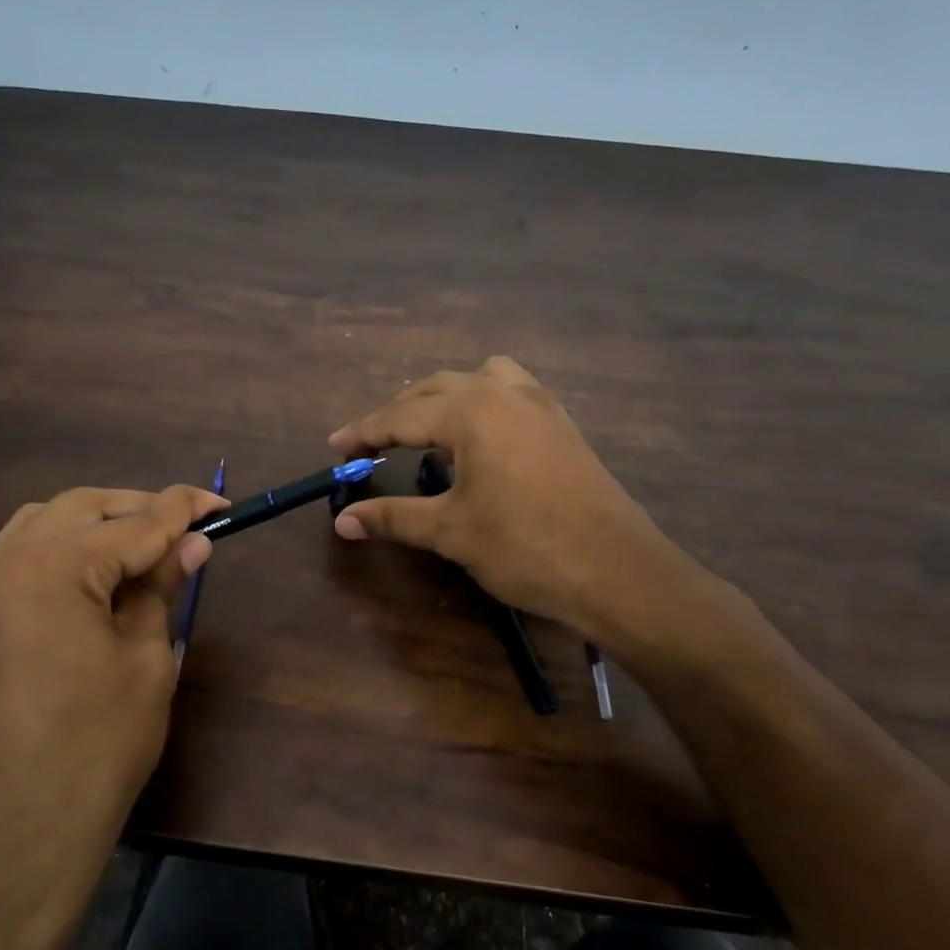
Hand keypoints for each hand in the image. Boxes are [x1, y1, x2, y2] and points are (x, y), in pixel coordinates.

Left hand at [0, 484, 226, 938]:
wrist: (19, 829)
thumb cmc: (98, 745)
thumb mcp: (146, 658)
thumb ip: (162, 587)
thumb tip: (193, 543)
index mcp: (51, 568)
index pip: (133, 523)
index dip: (183, 510)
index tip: (221, 502)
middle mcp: (4, 561)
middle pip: (84, 509)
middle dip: (140, 509)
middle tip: (190, 526)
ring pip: (46, 522)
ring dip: (100, 522)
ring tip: (148, 544)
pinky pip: (21, 552)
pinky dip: (64, 546)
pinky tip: (97, 570)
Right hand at [328, 357, 684, 635]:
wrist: (616, 570)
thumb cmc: (525, 548)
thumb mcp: (450, 532)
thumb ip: (393, 518)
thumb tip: (342, 520)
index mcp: (472, 412)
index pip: (401, 415)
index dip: (363, 433)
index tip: (334, 448)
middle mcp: (505, 394)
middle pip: (436, 388)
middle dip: (399, 413)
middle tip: (371, 445)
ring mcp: (541, 405)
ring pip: (480, 379)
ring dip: (445, 398)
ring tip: (428, 432)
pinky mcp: (563, 425)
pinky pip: (512, 393)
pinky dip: (482, 405)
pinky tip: (480, 442)